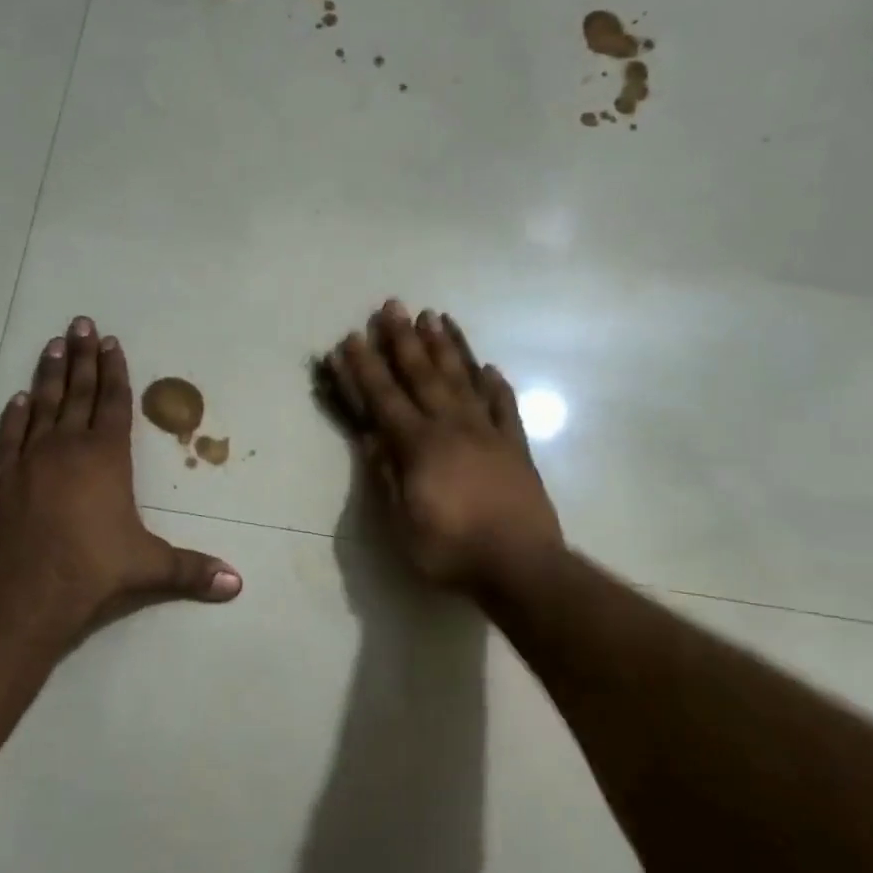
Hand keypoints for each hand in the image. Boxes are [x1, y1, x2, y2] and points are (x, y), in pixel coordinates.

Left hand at [0, 317, 241, 642]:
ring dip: (50, 374)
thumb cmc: (92, 570)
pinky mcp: (2, 478)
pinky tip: (18, 398)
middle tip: (80, 323)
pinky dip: (15, 415)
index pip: (114, 404)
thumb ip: (192, 571)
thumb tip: (237, 584)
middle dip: (83, 357)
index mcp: (106, 457)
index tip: (112, 343)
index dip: (115, 373)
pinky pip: (10, 436)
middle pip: (78, 392)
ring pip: (43, 405)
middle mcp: (68, 447)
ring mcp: (31, 459)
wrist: (23, 592)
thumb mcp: (149, 567)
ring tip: (53, 345)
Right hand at [321, 300, 562, 593]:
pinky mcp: (516, 447)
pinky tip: (489, 367)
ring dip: (447, 347)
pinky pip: (505, 407)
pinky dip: (495, 385)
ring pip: (463, 380)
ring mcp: (488, 433)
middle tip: (392, 305)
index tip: (351, 339)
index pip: (384, 399)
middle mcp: (452, 427)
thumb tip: (370, 435)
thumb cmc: (451, 551)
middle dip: (403, 339)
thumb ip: (386, 474)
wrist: (521, 567)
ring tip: (435, 316)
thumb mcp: (402, 522)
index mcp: (419, 446)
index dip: (364, 368)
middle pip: (423, 375)